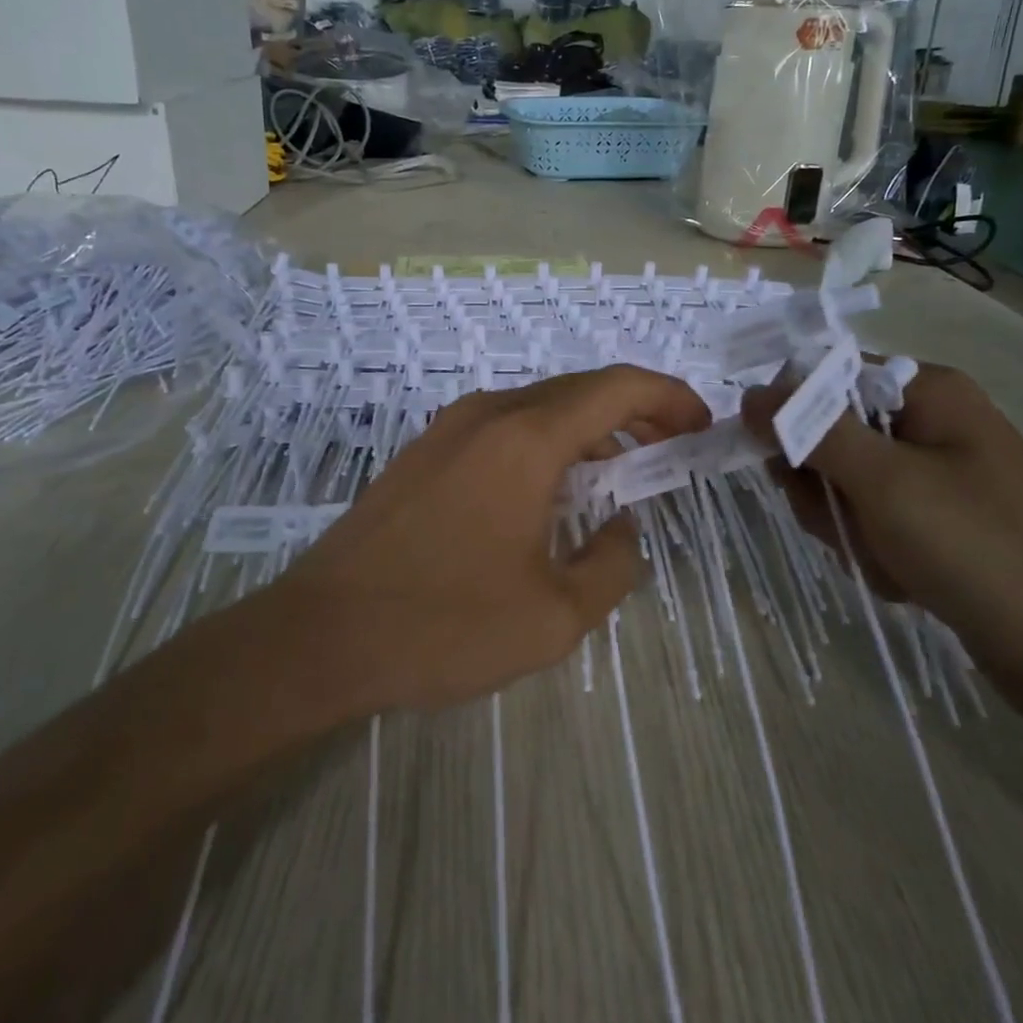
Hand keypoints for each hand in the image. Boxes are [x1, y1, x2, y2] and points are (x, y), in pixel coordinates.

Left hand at [273, 367, 710, 712]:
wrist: (323, 634)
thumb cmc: (444, 625)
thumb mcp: (554, 616)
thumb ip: (611, 564)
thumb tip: (622, 527)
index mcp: (526, 438)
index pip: (617, 387)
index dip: (669, 397)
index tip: (699, 428)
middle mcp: (488, 415)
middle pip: (579, 391)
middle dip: (634, 413)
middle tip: (670, 451)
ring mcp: (448, 429)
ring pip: (538, 409)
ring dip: (587, 432)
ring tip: (618, 478)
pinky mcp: (423, 453)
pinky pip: (501, 430)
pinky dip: (543, 445)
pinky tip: (550, 494)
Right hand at [741, 363, 1022, 699]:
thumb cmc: (985, 549)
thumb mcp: (886, 482)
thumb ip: (811, 431)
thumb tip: (751, 395)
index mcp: (925, 392)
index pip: (822, 377)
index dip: (790, 415)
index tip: (779, 463)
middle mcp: (926, 425)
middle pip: (825, 436)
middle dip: (824, 488)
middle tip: (849, 522)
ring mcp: (931, 479)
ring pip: (840, 488)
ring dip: (848, 529)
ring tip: (891, 561)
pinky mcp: (933, 527)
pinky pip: (869, 525)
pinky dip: (873, 554)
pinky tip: (907, 581)